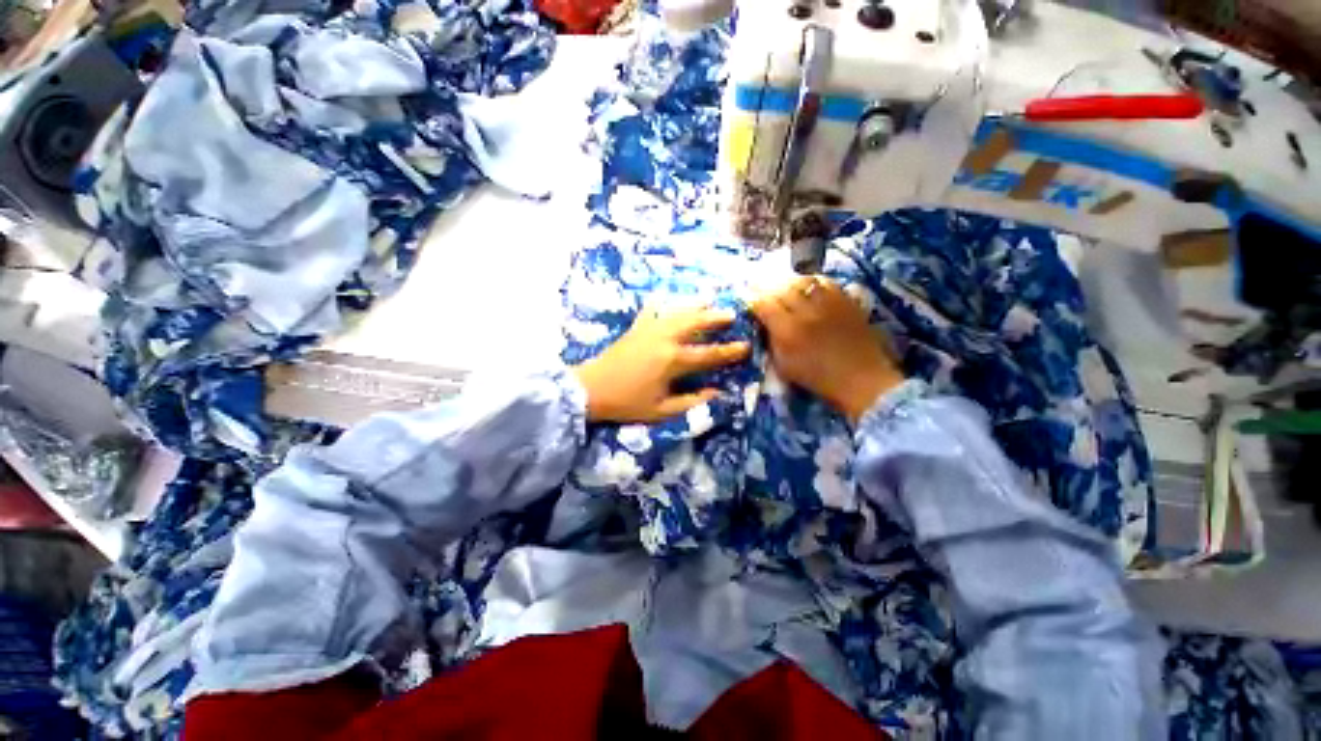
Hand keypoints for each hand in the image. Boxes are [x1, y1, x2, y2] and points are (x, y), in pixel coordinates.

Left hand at [573, 306, 750, 422]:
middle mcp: (665, 339)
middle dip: (715, 318)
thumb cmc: (627, 402)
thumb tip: (716, 393)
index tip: (746, 346)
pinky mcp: (635, 328)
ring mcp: (649, 330)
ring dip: (695, 306)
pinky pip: (651, 311)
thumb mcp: (662, 411)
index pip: (708, 354)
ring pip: (677, 313)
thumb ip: (691, 402)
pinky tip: (664, 298)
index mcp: (673, 361)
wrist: (591, 389)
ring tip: (709, 299)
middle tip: (732, 312)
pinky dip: (660, 304)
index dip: (729, 351)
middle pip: (695, 323)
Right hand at [751, 276, 903, 424]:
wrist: (861, 379)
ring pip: (802, 281)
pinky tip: (807, 285)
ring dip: (787, 280)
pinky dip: (812, 281)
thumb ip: (771, 342)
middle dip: (766, 286)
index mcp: (787, 331)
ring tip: (781, 283)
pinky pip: (825, 282)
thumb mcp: (784, 366)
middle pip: (781, 288)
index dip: (752, 299)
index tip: (746, 297)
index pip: (764, 305)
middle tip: (758, 285)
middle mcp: (806, 312)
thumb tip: (764, 324)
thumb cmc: (818, 378)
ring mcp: (828, 303)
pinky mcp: (845, 301)